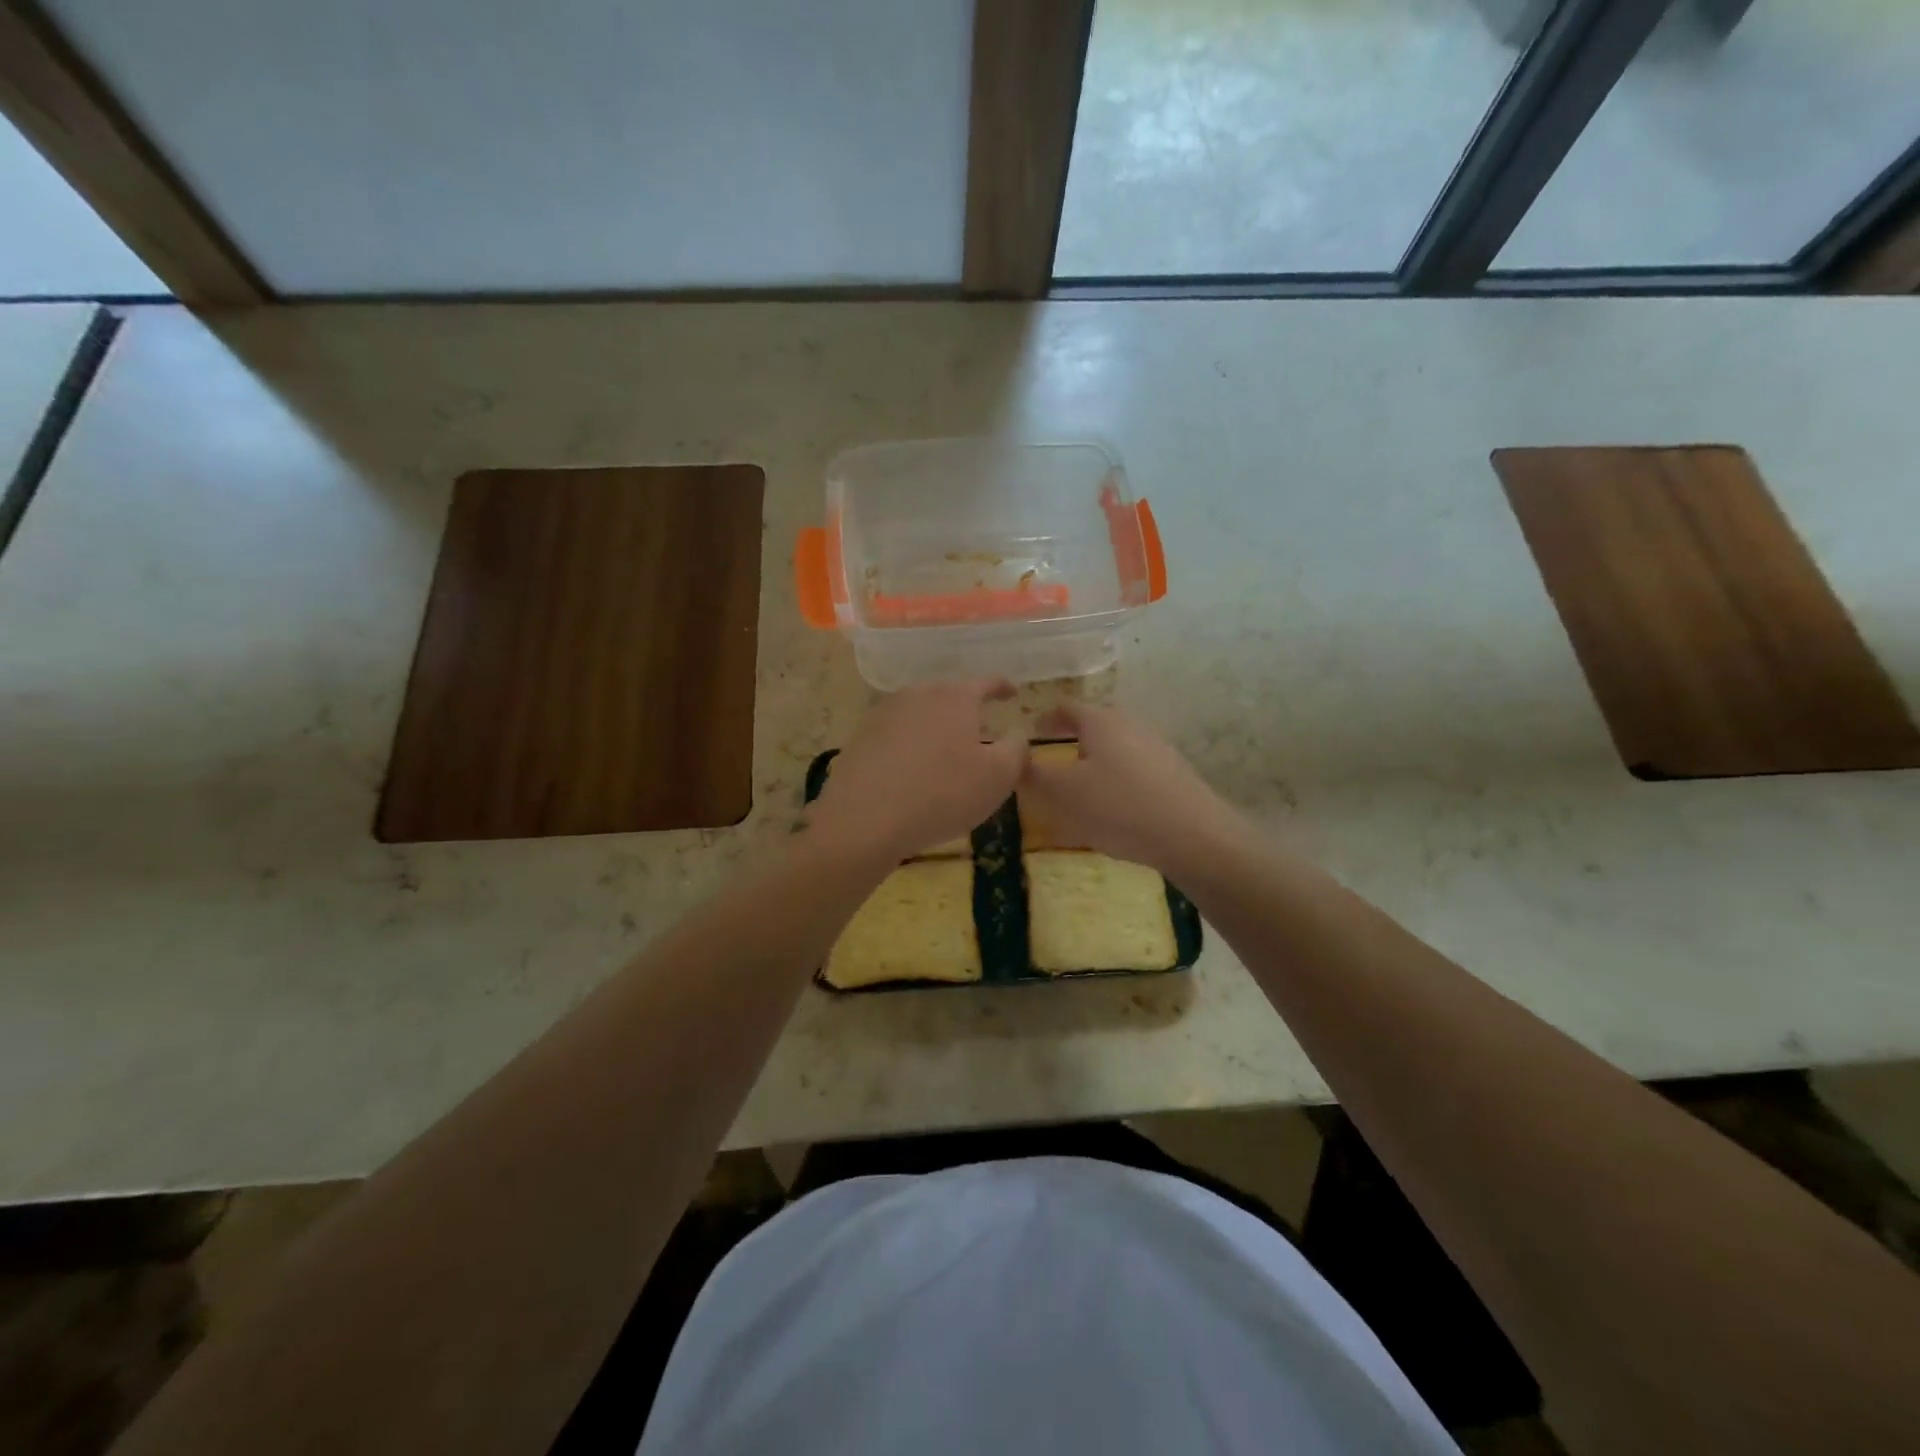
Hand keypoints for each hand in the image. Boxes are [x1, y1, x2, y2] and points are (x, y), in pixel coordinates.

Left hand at [809, 680, 1026, 864]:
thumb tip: (1016, 736)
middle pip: (950, 697)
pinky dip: (912, 747)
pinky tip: (914, 772)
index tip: (1013, 692)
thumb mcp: (997, 777)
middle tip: (982, 733)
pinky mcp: (861, 739)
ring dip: (938, 730)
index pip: (986, 683)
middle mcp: (918, 695)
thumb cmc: (941, 794)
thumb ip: (1017, 750)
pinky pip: (897, 736)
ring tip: (948, 755)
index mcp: (954, 697)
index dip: (1003, 687)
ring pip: (922, 715)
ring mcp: (884, 714)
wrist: (863, 820)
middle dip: (968, 712)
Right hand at [1019, 703, 1238, 875]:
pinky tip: (1116, 805)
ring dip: (1096, 758)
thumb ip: (1034, 775)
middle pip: (1095, 723)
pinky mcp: (1173, 771)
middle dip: (1073, 737)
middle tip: (1054, 758)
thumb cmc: (1119, 807)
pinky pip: (1135, 765)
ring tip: (1082, 785)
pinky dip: (1118, 776)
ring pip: (1116, 745)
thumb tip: (1016, 759)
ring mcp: (1156, 745)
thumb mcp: (1064, 794)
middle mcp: (1129, 723)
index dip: (1046, 719)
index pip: (1066, 708)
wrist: (1193, 835)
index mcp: (1100, 721)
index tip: (1032, 732)